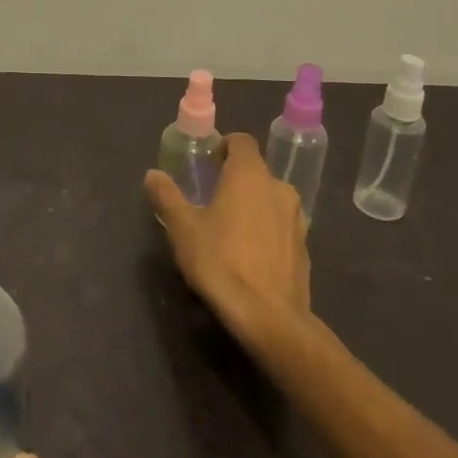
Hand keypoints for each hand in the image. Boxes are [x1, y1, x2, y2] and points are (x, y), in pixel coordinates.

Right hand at [144, 131, 311, 350]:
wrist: (269, 317)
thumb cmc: (220, 261)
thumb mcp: (182, 228)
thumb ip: (167, 196)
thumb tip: (152, 174)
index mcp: (249, 174)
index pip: (240, 141)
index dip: (222, 147)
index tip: (205, 165)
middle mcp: (278, 187)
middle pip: (255, 171)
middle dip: (233, 180)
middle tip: (209, 201)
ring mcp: (297, 218)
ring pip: (269, 199)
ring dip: (251, 206)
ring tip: (228, 231)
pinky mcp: (305, 247)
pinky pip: (280, 226)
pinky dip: (265, 231)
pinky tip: (248, 256)